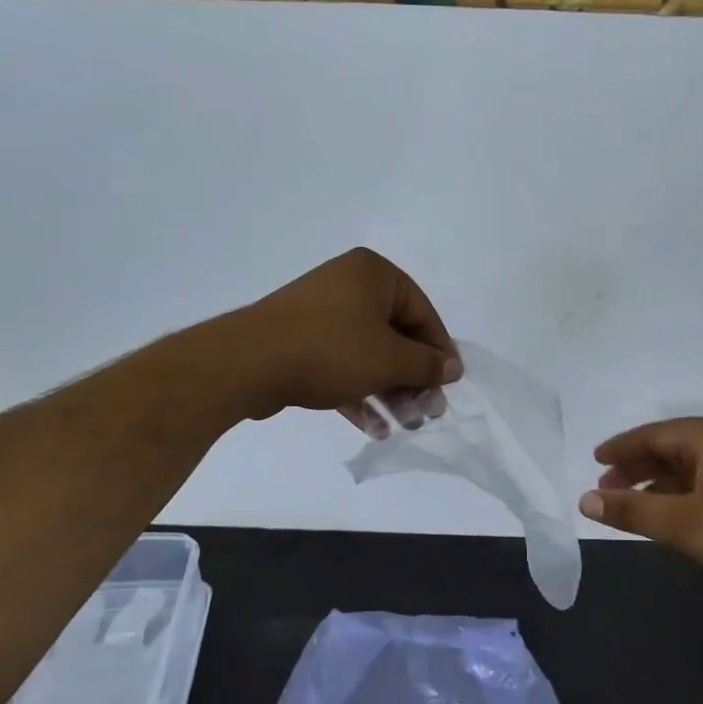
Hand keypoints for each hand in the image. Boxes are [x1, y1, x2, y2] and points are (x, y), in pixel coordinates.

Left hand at [231, 248, 461, 427]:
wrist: (249, 363)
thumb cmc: (331, 349)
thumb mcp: (390, 358)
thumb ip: (427, 364)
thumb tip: (453, 368)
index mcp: (373, 274)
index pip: (422, 312)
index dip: (440, 351)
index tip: (450, 385)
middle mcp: (349, 287)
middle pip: (396, 336)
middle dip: (414, 379)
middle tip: (428, 412)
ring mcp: (321, 315)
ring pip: (369, 355)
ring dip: (390, 392)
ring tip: (406, 425)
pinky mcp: (301, 344)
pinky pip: (342, 367)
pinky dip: (360, 394)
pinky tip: (376, 428)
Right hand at [580, 415, 702, 612]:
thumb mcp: (682, 525)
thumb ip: (632, 510)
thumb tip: (586, 499)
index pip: (652, 434)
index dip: (619, 449)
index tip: (594, 462)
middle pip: (670, 446)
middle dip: (637, 466)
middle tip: (608, 488)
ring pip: (690, 463)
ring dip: (659, 481)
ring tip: (634, 503)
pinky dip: (683, 490)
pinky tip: (673, 512)